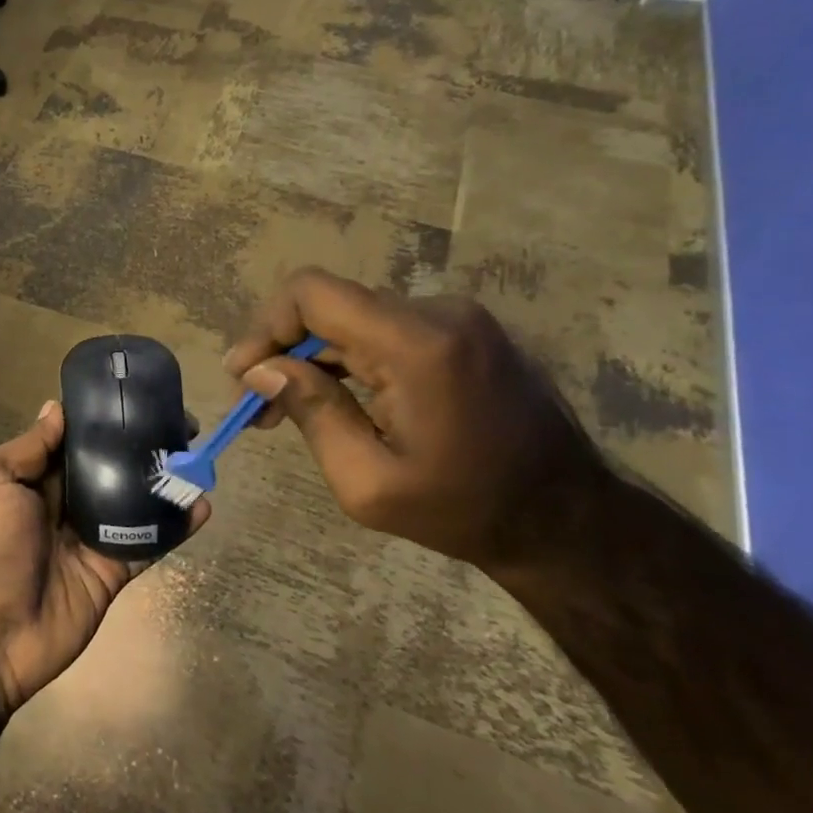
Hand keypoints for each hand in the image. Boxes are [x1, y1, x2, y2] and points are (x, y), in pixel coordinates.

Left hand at [0, 401, 208, 714]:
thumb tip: (56, 407)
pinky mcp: (112, 571)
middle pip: (108, 465)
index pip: (72, 439)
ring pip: (133, 501)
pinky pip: (148, 543)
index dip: (101, 419)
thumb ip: (29, 448)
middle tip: (182, 425)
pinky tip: (202, 505)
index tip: (136, 396)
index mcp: (31, 478)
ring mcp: (90, 538)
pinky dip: (175, 526)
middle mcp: (62, 502)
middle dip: (140, 444)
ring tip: (198, 456)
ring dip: (163, 480)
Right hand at [224, 267, 599, 571]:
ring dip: (311, 356)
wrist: (567, 520)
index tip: (245, 375)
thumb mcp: (367, 482)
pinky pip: (382, 329)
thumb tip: (262, 369)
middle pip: (329, 305)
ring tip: (285, 407)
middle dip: (281, 349)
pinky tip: (332, 397)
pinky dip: (346, 358)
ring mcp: (455, 318)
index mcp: (417, 345)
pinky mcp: (461, 331)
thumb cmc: (464, 510)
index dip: (266, 326)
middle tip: (255, 404)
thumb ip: (311, 413)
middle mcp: (438, 313)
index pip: (312, 293)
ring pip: (352, 317)